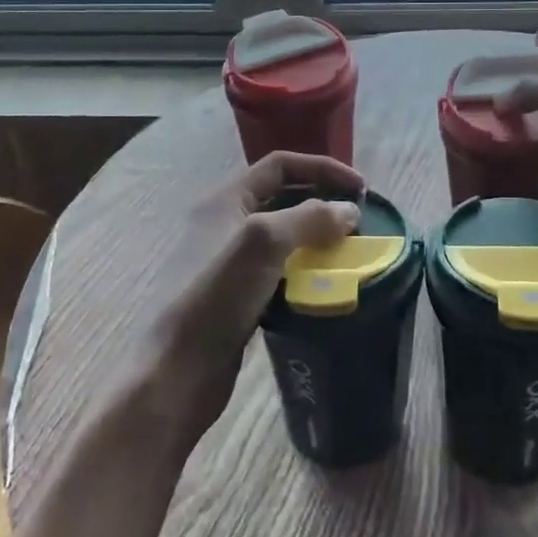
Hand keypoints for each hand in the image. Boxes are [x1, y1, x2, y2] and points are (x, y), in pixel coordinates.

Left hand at [136, 151, 363, 442]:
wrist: (175, 371)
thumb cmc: (215, 295)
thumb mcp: (264, 242)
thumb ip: (309, 218)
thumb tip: (349, 211)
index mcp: (225, 199)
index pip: (280, 165)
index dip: (323, 168)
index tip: (362, 190)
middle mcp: (225, 224)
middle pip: (283, 198)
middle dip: (322, 203)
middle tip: (360, 221)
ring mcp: (229, 263)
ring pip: (283, 238)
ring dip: (317, 239)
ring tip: (351, 253)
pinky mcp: (237, 298)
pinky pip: (280, 272)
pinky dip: (306, 272)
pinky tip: (327, 286)